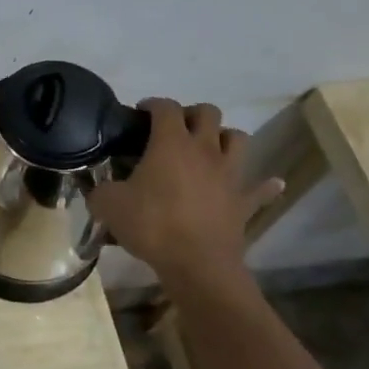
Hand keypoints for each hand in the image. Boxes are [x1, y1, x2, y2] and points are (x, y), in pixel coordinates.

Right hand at [86, 99, 282, 297]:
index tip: (140, 113)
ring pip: (237, 138)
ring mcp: (229, 174)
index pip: (165, 107)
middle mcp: (205, 150)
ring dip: (223, 137)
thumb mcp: (108, 205)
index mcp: (171, 143)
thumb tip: (98, 188)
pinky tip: (269, 183)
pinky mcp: (244, 201)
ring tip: (208, 148)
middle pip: (208, 113)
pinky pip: (260, 188)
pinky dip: (264, 184)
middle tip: (174, 128)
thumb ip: (100, 190)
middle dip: (191, 113)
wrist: (197, 263)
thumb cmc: (152, 225)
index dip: (152, 104)